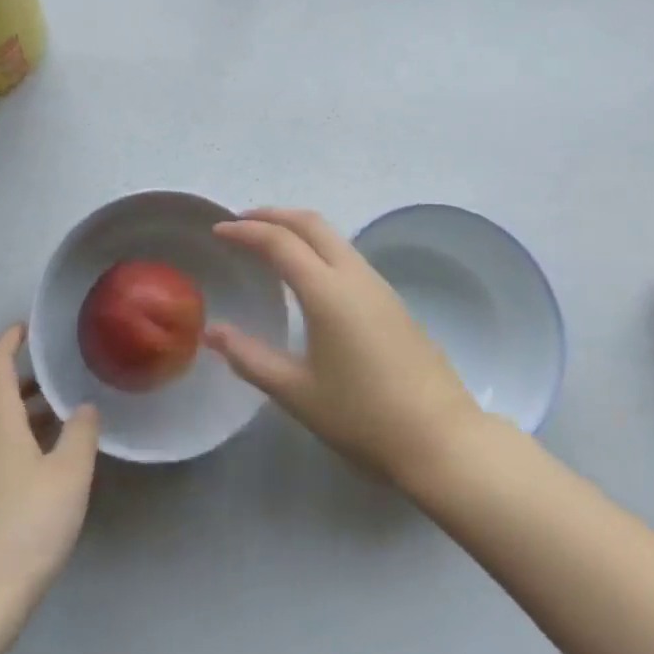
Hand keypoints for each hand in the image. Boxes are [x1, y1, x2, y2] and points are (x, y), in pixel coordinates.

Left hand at [0, 324, 99, 618]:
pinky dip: (10, 441)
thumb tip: (82, 408)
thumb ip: (80, 435)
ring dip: (18, 412)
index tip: (29, 326)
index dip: (9, 340)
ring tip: (56, 418)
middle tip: (56, 375)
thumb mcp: (68, 477)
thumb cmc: (23, 529)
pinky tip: (37, 466)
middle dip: (20, 378)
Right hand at [207, 208, 479, 481]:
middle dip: (273, 215)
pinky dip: (318, 248)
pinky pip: (348, 256)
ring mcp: (379, 286)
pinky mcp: (393, 301)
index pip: (279, 242)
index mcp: (327, 291)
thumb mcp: (297, 392)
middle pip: (311, 224)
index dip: (245, 231)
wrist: (440, 437)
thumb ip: (250, 358)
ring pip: (334, 236)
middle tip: (241, 222)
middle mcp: (354, 276)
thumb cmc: (362, 416)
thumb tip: (213, 332)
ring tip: (269, 243)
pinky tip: (308, 275)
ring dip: (298, 229)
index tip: (218, 230)